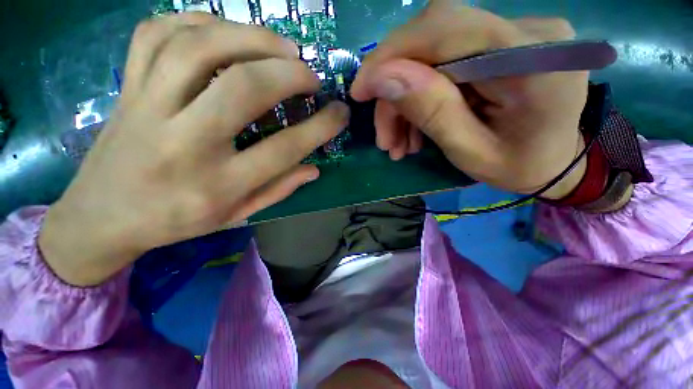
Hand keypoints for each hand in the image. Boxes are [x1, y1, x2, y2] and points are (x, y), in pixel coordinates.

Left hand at [40, 13, 349, 286]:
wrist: (101, 216)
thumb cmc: (175, 221)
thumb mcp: (236, 214)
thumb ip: (279, 190)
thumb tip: (313, 168)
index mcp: (218, 184)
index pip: (285, 149)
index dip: (321, 127)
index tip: (340, 113)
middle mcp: (184, 142)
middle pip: (244, 88)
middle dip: (290, 74)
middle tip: (311, 75)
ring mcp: (148, 106)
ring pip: (200, 47)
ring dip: (251, 37)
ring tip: (283, 46)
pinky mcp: (127, 87)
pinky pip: (158, 34)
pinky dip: (199, 21)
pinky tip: (226, 32)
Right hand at [351, 1, 587, 198]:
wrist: (552, 162)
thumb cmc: (518, 167)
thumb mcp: (470, 152)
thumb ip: (431, 111)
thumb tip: (381, 77)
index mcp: (534, 61)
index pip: (444, 27)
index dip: (391, 54)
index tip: (361, 90)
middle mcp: (528, 32)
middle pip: (432, 41)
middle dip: (395, 92)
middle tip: (385, 137)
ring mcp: (514, 34)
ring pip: (432, 55)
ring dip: (404, 101)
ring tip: (398, 143)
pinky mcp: (501, 44)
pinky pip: (444, 63)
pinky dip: (420, 97)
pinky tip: (414, 129)